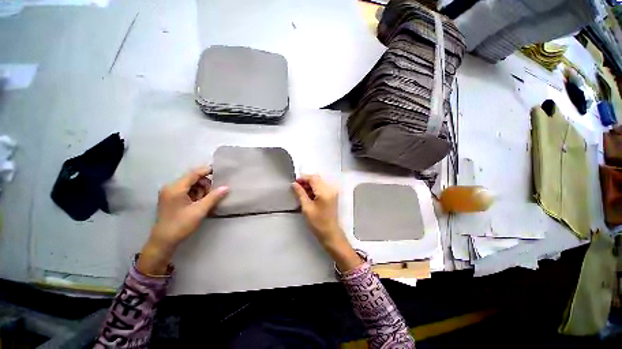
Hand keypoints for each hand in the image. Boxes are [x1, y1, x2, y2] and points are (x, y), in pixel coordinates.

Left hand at [137, 166, 228, 274]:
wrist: (164, 241)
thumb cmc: (181, 225)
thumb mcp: (200, 211)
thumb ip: (213, 197)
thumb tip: (226, 187)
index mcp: (176, 188)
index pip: (194, 173)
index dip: (207, 170)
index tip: (220, 170)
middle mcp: (171, 187)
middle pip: (193, 179)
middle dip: (205, 185)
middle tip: (211, 195)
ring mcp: (170, 193)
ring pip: (191, 185)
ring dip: (201, 190)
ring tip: (204, 202)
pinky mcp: (171, 198)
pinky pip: (187, 191)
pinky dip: (195, 194)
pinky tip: (199, 203)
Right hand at [292, 175, 361, 271]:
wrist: (330, 232)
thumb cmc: (318, 222)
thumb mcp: (307, 208)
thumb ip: (300, 193)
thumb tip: (294, 184)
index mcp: (324, 192)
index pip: (313, 178)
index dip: (303, 178)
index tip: (294, 183)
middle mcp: (330, 189)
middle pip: (316, 179)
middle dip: (306, 181)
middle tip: (297, 187)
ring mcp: (332, 192)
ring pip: (319, 182)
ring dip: (310, 185)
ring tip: (301, 192)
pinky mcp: (332, 195)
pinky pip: (322, 187)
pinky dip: (314, 188)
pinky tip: (308, 195)